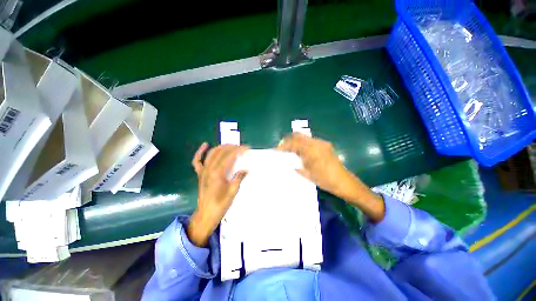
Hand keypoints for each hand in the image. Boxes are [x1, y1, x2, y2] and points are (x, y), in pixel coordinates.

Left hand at [188, 142, 248, 246]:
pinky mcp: (200, 174)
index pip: (229, 156)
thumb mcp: (233, 192)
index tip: (247, 148)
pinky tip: (205, 145)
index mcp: (218, 173)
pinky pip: (197, 160)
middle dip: (232, 147)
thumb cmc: (220, 204)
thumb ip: (239, 178)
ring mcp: (203, 170)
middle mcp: (209, 169)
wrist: (206, 214)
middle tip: (241, 147)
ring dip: (222, 147)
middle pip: (221, 152)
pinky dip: (200, 152)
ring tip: (231, 145)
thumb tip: (246, 169)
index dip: (238, 150)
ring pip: (211, 153)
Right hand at [277, 133, 349, 196]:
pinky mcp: (326, 145)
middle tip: (282, 147)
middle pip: (299, 136)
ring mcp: (322, 143)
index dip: (284, 145)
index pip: (294, 143)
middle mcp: (317, 143)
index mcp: (311, 150)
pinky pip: (311, 141)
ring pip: (305, 138)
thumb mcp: (308, 174)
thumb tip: (290, 162)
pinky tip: (302, 151)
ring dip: (296, 141)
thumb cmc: (325, 180)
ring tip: (290, 149)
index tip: (277, 149)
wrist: (344, 182)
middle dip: (289, 140)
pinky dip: (303, 144)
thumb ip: (297, 166)